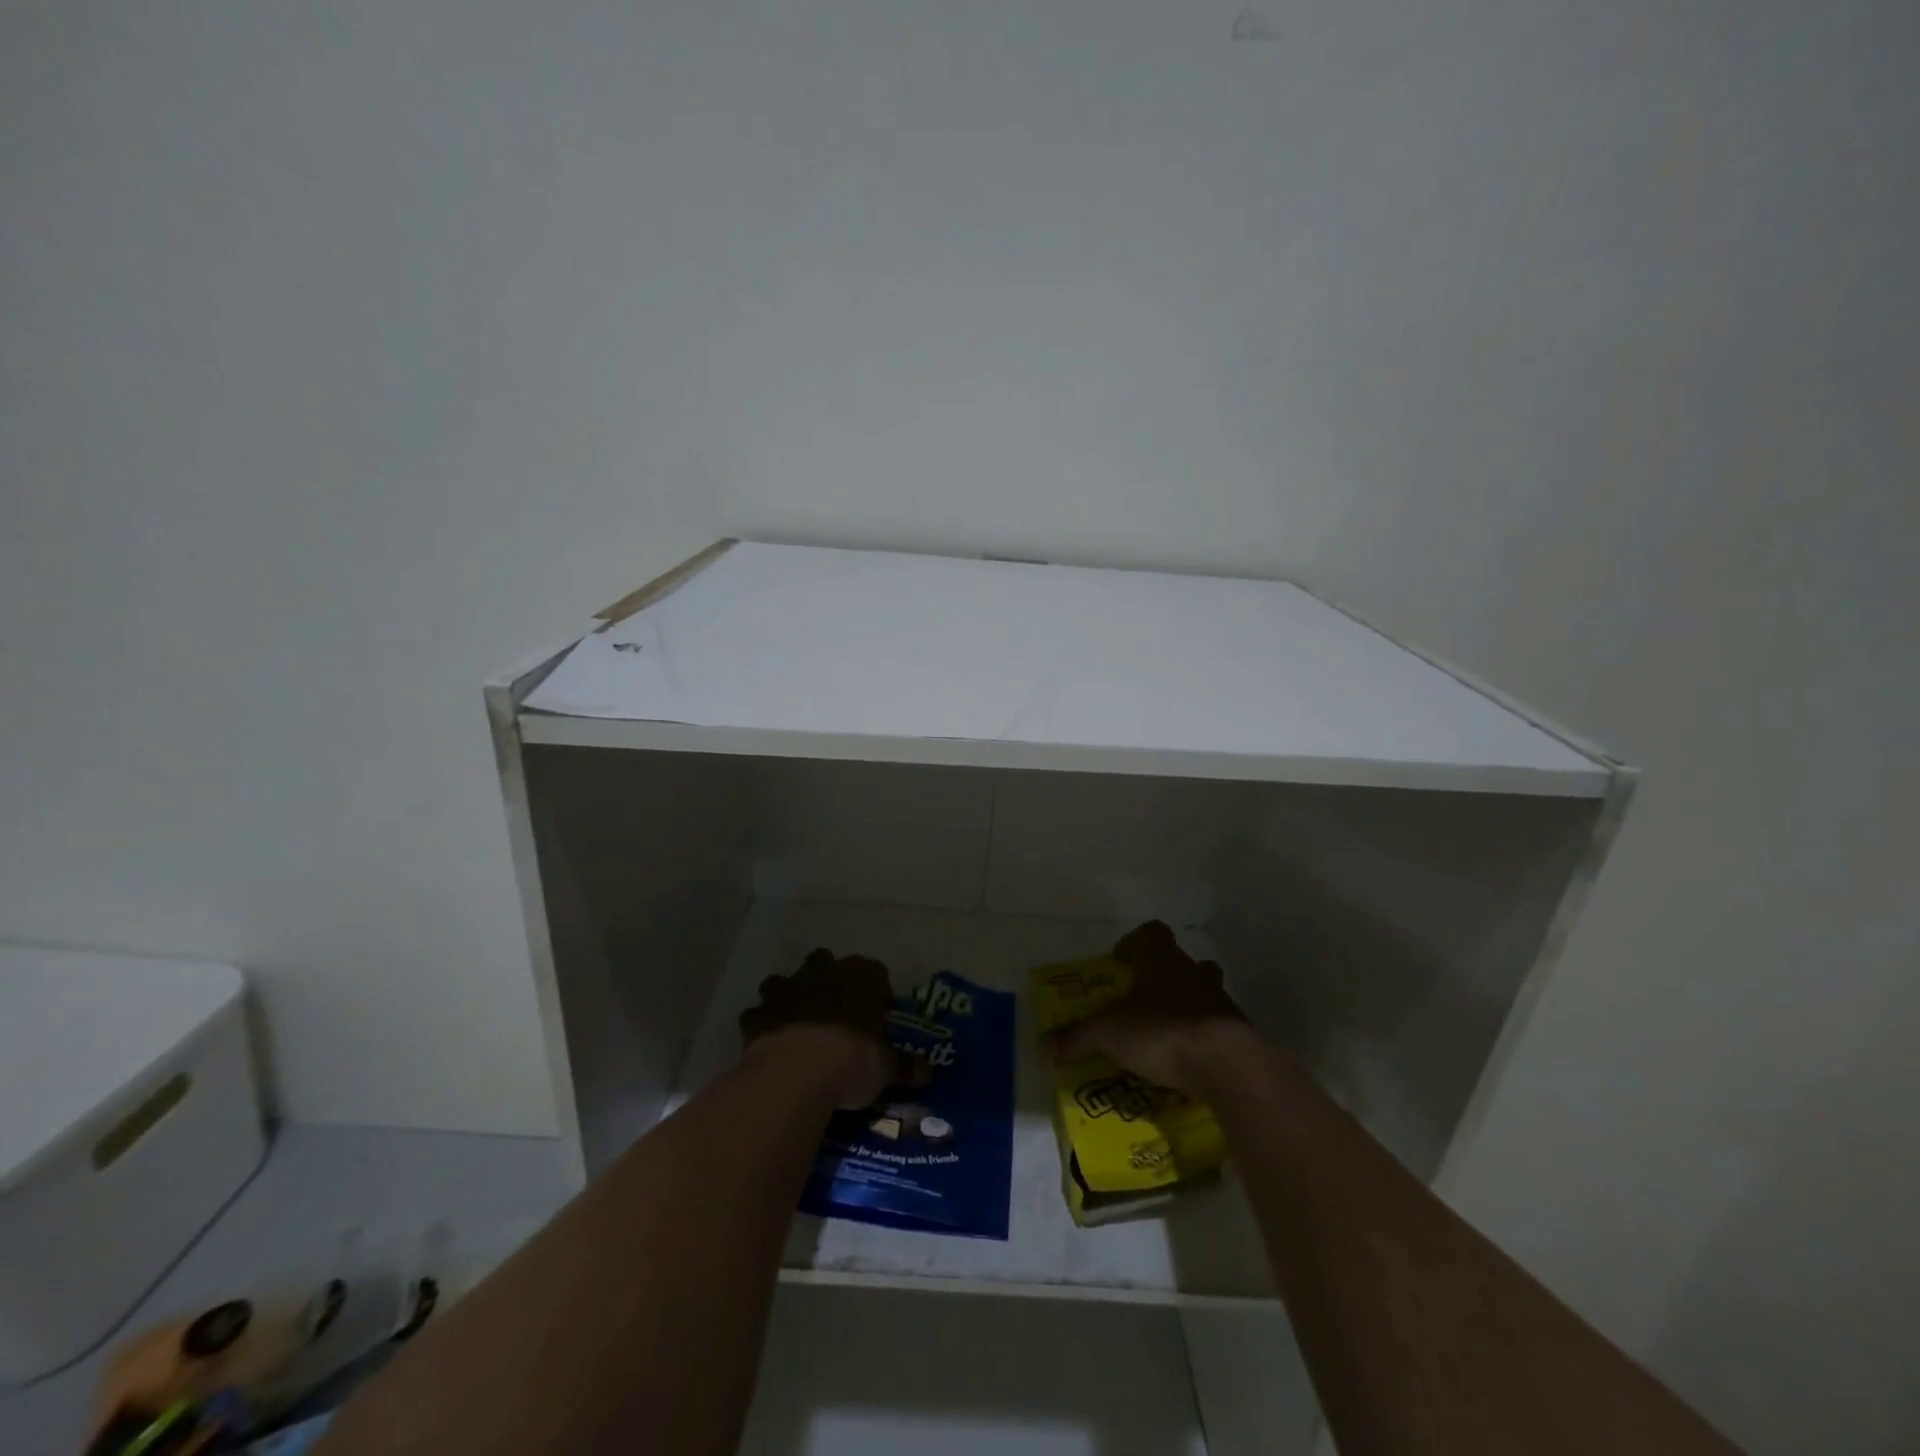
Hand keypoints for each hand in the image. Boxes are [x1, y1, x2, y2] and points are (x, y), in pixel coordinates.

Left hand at [739, 949, 894, 1109]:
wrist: (796, 1073)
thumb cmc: (852, 1060)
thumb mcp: (886, 1068)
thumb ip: (905, 1066)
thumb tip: (927, 1071)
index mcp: (860, 976)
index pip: (876, 973)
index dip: (878, 993)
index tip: (880, 1017)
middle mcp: (823, 972)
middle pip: (826, 962)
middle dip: (829, 981)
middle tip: (838, 1013)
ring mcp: (786, 990)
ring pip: (786, 981)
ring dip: (791, 996)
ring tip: (799, 1024)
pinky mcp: (757, 1015)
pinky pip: (759, 1014)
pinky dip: (763, 1025)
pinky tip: (771, 1044)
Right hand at [1043, 921, 1255, 1096]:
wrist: (1228, 1064)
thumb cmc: (1162, 1031)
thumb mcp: (1109, 1034)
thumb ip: (1077, 1037)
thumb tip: (1044, 1046)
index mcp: (1161, 960)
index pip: (1151, 933)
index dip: (1135, 942)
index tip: (1121, 961)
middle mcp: (1193, 972)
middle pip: (1181, 961)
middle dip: (1163, 976)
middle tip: (1143, 999)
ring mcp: (1221, 1001)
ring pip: (1203, 992)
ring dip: (1187, 1006)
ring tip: (1166, 1032)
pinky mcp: (1239, 1033)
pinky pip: (1218, 1027)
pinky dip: (1204, 1038)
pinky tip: (1189, 1060)